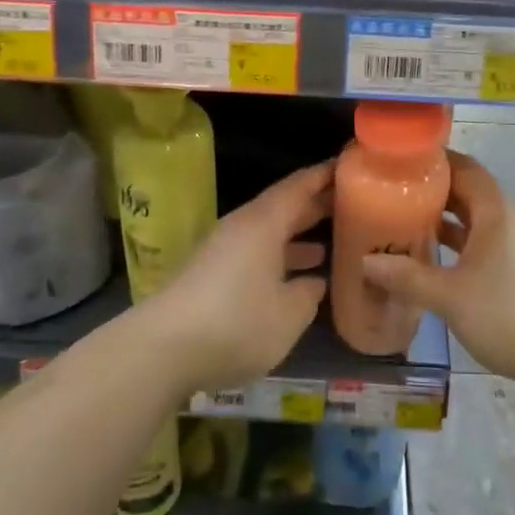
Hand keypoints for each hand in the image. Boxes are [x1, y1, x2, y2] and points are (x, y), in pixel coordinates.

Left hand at [137, 162, 331, 396]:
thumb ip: (308, 295)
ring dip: (297, 235)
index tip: (350, 166)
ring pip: (268, 232)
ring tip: (329, 244)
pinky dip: (278, 257)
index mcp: (264, 222)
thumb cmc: (236, 323)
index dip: (325, 175)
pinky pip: (254, 252)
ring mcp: (223, 249)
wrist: (163, 349)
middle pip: (283, 206)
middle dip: (315, 205)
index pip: (299, 186)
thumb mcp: (288, 314)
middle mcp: (243, 227)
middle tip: (351, 205)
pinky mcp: (211, 273)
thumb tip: (315, 282)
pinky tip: (294, 279)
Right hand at [362, 151, 514, 399]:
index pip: (467, 169)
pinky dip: (463, 245)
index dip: (437, 161)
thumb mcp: (450, 296)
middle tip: (397, 194)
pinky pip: (489, 244)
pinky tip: (438, 262)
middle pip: (472, 193)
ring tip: (409, 224)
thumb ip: (407, 277)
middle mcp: (513, 220)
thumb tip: (367, 262)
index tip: (403, 161)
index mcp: (498, 212)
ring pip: (480, 221)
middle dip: (436, 192)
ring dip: (449, 221)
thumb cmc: (508, 314)